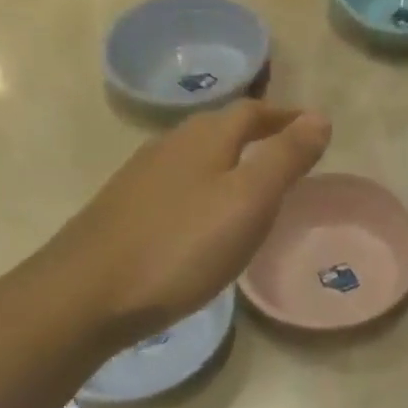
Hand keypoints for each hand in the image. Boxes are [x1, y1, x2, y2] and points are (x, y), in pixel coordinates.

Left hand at [40, 102, 330, 346]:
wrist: (87, 294)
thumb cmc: (181, 246)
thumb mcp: (249, 201)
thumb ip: (285, 159)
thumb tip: (320, 118)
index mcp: (204, 139)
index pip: (252, 112)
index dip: (285, 117)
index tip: (314, 128)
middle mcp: (169, 147)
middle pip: (220, 129)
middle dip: (257, 134)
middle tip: (289, 155)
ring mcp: (141, 178)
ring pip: (196, 157)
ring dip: (230, 161)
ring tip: (254, 186)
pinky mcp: (125, 210)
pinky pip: (178, 185)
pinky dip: (206, 188)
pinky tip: (206, 219)